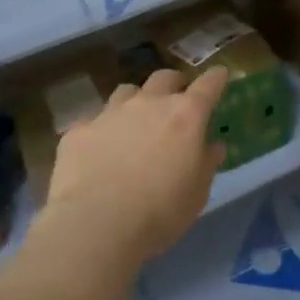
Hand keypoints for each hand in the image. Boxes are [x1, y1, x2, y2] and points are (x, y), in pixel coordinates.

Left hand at [43, 67, 229, 263]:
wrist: (96, 225)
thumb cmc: (160, 212)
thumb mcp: (197, 194)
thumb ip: (206, 163)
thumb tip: (213, 146)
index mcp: (185, 116)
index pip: (208, 85)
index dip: (216, 78)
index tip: (220, 75)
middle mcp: (148, 104)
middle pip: (165, 77)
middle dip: (174, 83)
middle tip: (177, 99)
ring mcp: (110, 113)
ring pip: (127, 92)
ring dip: (136, 101)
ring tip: (135, 122)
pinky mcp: (79, 130)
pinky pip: (94, 122)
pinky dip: (102, 132)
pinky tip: (98, 154)